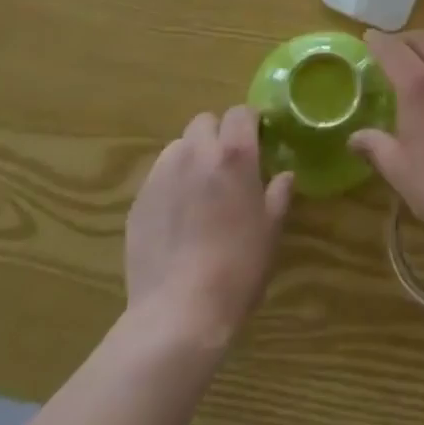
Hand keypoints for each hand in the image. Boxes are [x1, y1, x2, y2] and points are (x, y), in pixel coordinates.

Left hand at [125, 106, 294, 345]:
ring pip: (178, 146)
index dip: (250, 123)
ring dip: (191, 157)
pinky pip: (158, 176)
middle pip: (205, 122)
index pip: (241, 112)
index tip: (257, 141)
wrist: (179, 312)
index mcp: (234, 154)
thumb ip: (278, 195)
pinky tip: (176, 218)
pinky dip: (170, 184)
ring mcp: (163, 174)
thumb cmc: (238, 268)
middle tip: (227, 167)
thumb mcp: (271, 231)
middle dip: (217, 135)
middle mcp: (196, 152)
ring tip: (199, 191)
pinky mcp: (139, 199)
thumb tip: (284, 176)